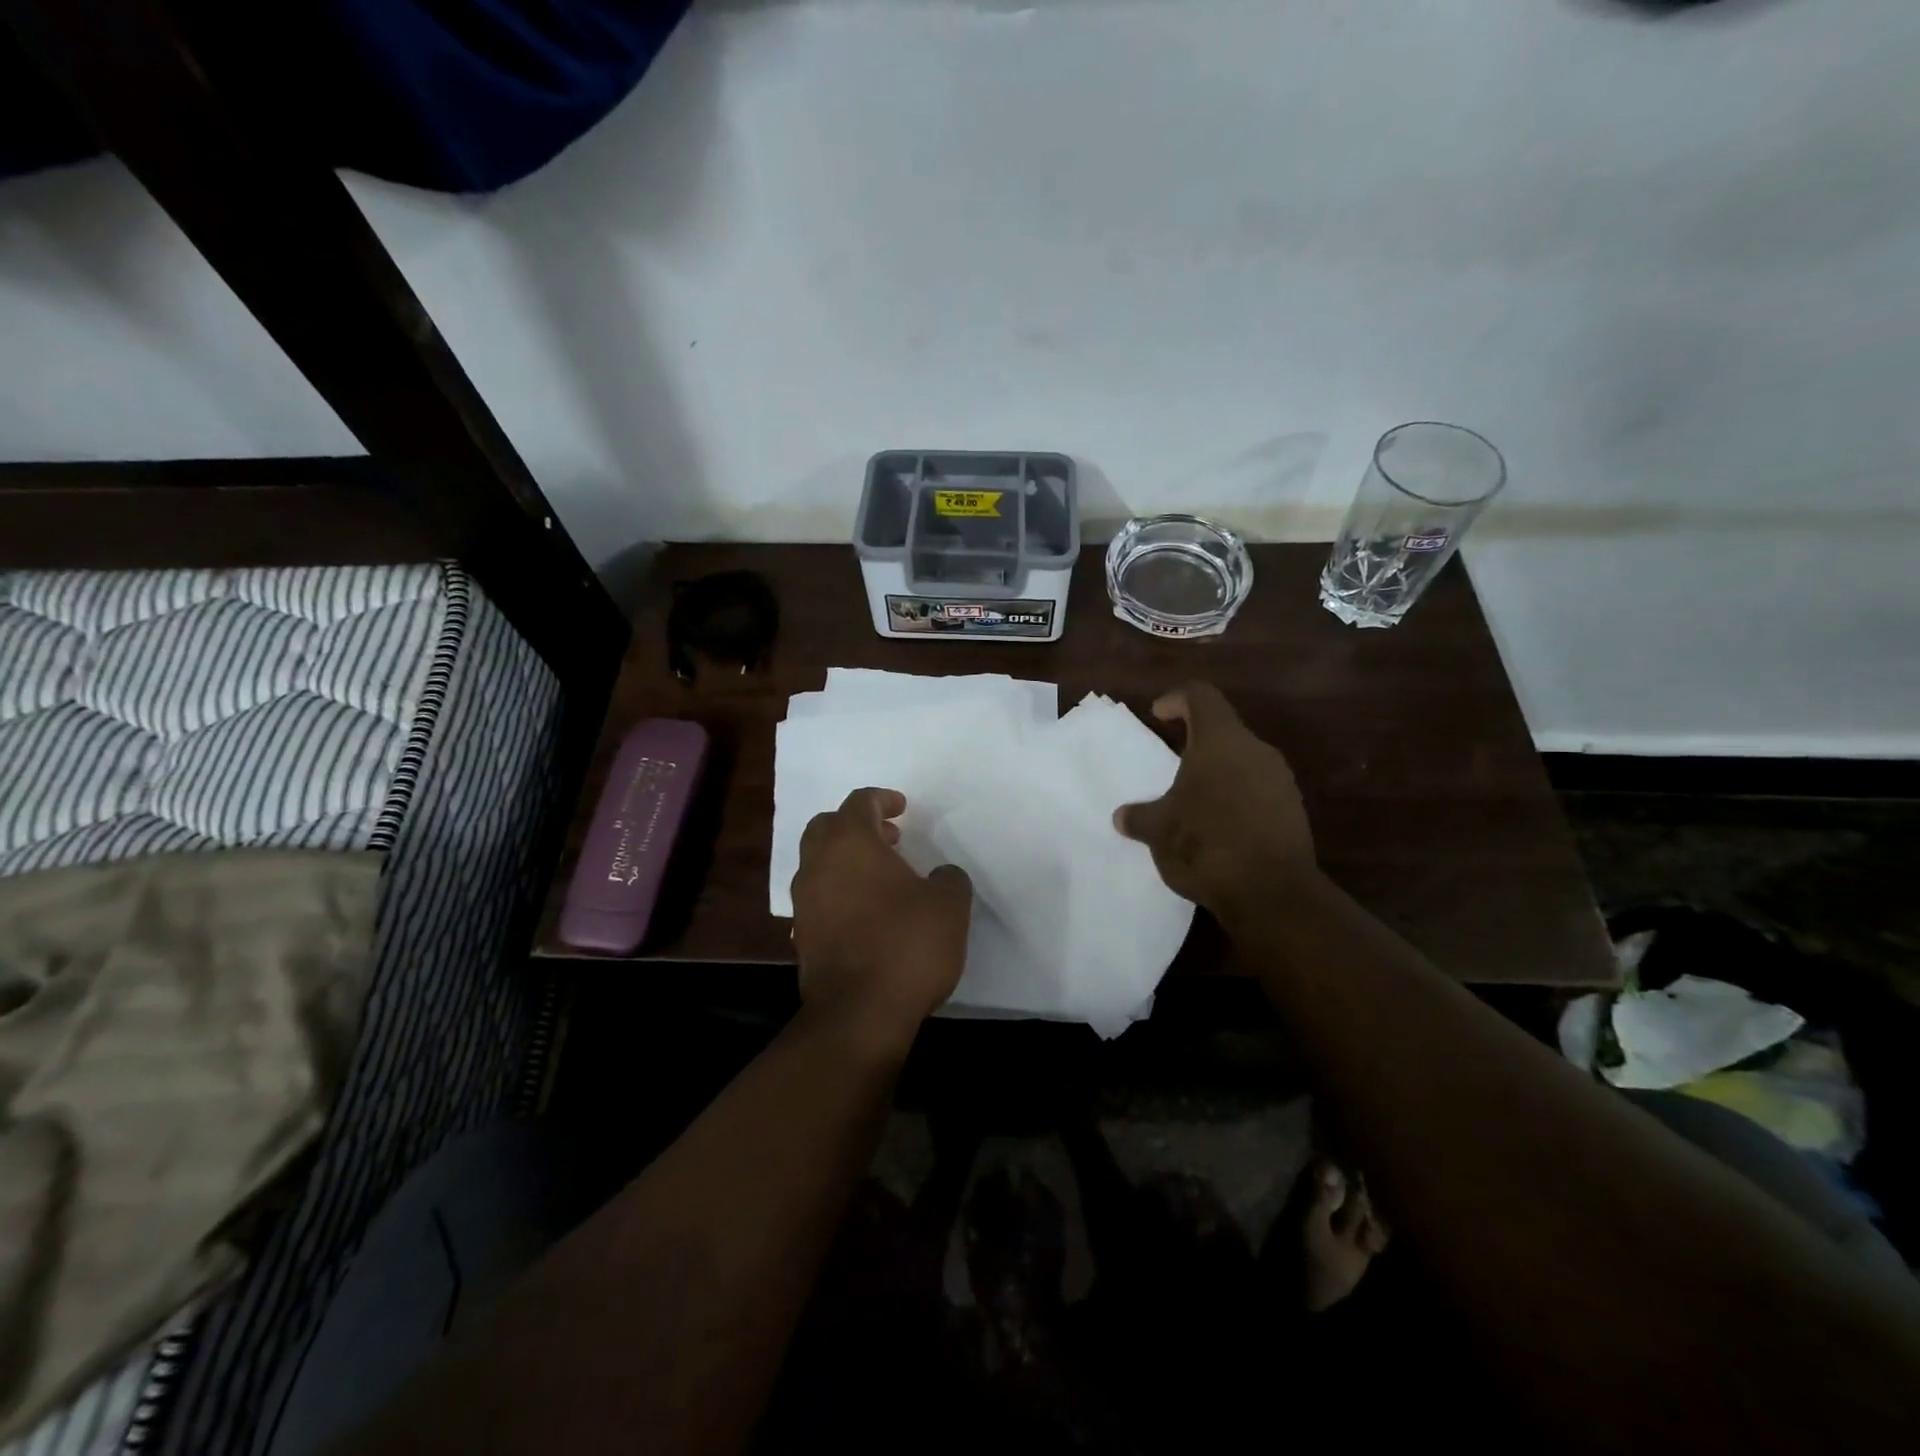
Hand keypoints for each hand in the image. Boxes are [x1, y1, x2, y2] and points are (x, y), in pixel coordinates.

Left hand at [790, 787, 972, 1048]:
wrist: (859, 1014)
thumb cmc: (907, 946)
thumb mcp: (949, 906)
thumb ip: (949, 879)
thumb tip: (941, 876)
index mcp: (850, 843)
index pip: (860, 802)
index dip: (883, 799)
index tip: (903, 808)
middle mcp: (819, 865)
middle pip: (827, 826)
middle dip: (857, 825)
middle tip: (890, 838)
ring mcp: (804, 902)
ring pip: (818, 862)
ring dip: (846, 859)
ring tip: (882, 876)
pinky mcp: (801, 935)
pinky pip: (818, 897)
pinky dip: (838, 891)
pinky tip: (865, 912)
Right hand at [1113, 683, 1315, 927]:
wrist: (1272, 893)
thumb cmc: (1206, 843)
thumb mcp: (1158, 830)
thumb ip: (1139, 817)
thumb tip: (1123, 817)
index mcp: (1221, 741)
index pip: (1201, 696)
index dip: (1177, 700)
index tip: (1159, 715)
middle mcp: (1256, 751)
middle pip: (1224, 731)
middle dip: (1196, 745)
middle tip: (1172, 765)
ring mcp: (1280, 781)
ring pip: (1243, 763)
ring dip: (1218, 775)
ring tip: (1193, 803)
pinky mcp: (1293, 811)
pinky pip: (1258, 792)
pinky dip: (1236, 800)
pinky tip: (1219, 830)